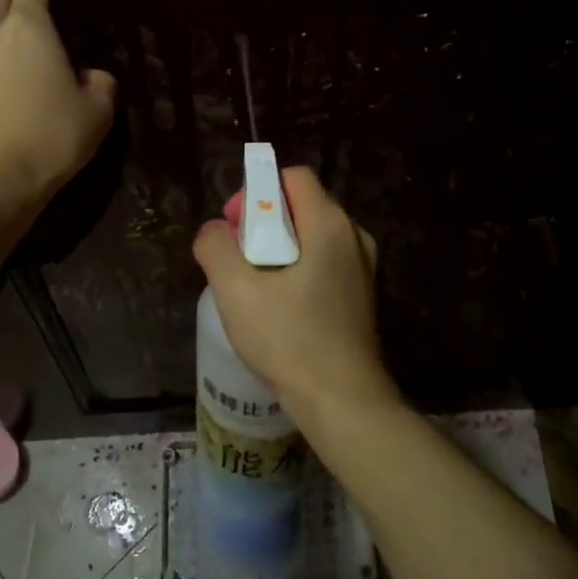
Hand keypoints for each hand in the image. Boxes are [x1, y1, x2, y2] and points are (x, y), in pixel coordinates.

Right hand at [191, 167, 399, 423]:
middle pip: (302, 205)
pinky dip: (299, 270)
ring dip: (280, 250)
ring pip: (312, 236)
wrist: (342, 401)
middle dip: (265, 223)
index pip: (292, 177)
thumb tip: (213, 231)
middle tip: (239, 260)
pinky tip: (280, 307)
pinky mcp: (362, 295)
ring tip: (256, 287)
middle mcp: (354, 236)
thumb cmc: (289, 339)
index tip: (236, 227)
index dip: (257, 191)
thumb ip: (215, 247)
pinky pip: (324, 262)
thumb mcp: (236, 290)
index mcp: (329, 224)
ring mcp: (363, 267)